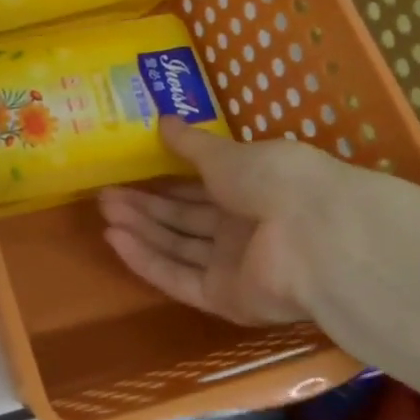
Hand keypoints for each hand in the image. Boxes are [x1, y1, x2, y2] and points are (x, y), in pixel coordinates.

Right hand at [98, 116, 419, 360]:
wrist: (316, 236)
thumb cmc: (275, 179)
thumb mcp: (227, 154)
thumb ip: (191, 144)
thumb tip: (163, 119)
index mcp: (253, 189)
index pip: (200, 188)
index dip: (164, 182)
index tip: (128, 173)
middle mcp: (244, 229)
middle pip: (184, 220)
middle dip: (145, 206)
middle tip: (105, 194)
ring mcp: (236, 266)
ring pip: (178, 247)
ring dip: (140, 230)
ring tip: (103, 212)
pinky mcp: (226, 299)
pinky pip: (180, 278)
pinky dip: (147, 260)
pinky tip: (115, 240)